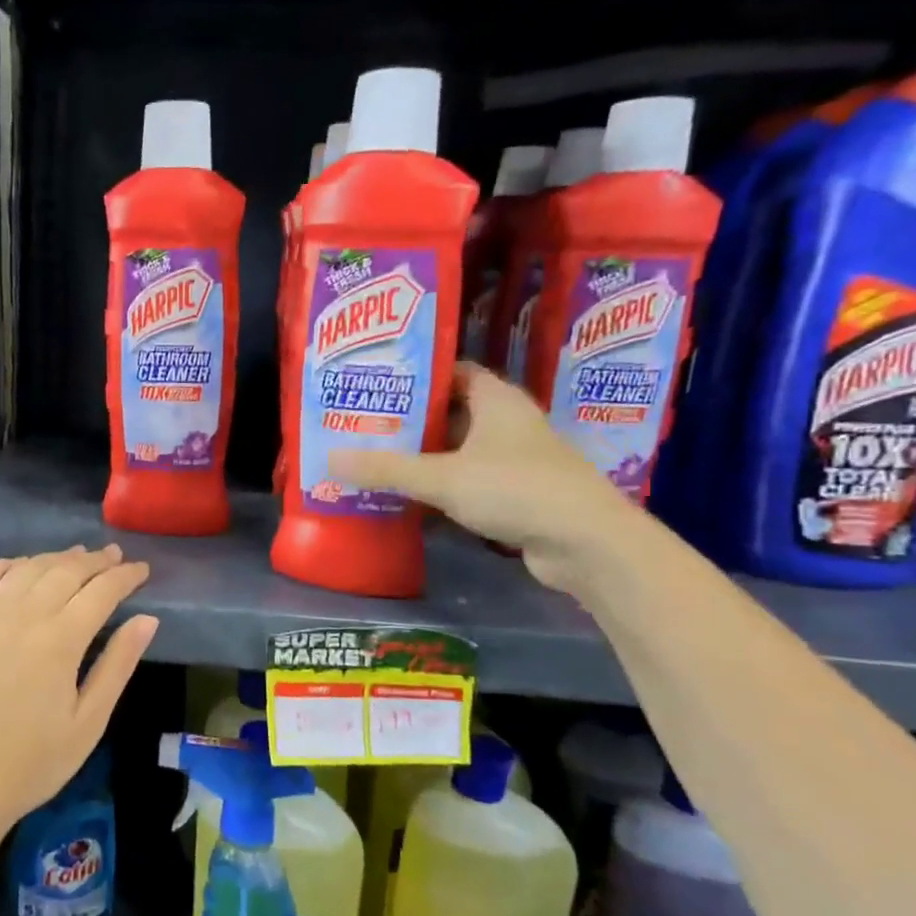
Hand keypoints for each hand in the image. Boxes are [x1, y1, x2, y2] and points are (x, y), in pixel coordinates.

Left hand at [0, 545, 158, 843]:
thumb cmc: (33, 762)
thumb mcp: (89, 722)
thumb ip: (118, 665)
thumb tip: (147, 619)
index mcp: (60, 641)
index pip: (101, 591)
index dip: (126, 577)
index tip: (143, 570)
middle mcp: (22, 617)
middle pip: (66, 571)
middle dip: (96, 561)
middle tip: (116, 557)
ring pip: (27, 568)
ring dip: (56, 557)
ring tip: (78, 556)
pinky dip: (3, 564)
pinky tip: (19, 566)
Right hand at [330, 362, 633, 592]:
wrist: (586, 543)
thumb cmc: (516, 489)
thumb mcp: (443, 477)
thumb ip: (387, 469)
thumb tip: (329, 459)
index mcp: (496, 399)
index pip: (452, 371)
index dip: (416, 374)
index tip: (376, 383)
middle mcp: (507, 423)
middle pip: (450, 412)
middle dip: (410, 420)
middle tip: (363, 424)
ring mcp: (514, 460)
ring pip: (458, 451)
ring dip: (422, 457)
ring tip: (374, 459)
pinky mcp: (515, 494)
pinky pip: (467, 482)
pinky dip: (440, 488)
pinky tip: (407, 500)